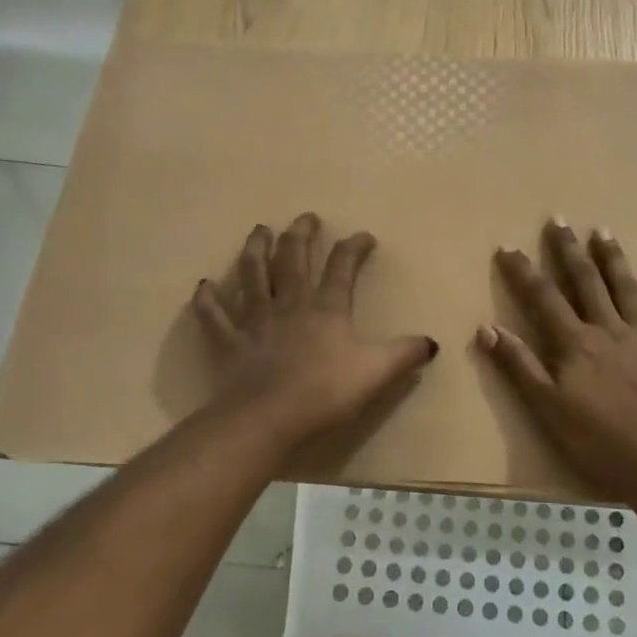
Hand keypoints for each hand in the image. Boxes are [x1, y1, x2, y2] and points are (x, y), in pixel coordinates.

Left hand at [193, 214, 437, 461]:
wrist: (267, 418)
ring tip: (259, 230)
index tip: (364, 236)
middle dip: (300, 235)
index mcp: (326, 309)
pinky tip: (205, 285)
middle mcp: (290, 304)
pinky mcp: (229, 341)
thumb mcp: (376, 373)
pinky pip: (214, 315)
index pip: (342, 267)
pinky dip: (208, 299)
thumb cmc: (324, 393)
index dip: (354, 248)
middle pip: (293, 259)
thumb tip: (431, 342)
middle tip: (305, 218)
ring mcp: (255, 320)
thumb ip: (404, 354)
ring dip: (256, 250)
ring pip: (253, 275)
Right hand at [478, 220, 636, 499]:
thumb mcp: (547, 408)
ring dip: (613, 259)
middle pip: (586, 281)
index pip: (543, 297)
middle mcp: (609, 330)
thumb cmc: (597, 442)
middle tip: (559, 220)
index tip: (507, 246)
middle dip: (569, 250)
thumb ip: (519, 366)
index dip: (523, 271)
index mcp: (575, 343)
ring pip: (626, 289)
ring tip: (603, 231)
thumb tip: (486, 328)